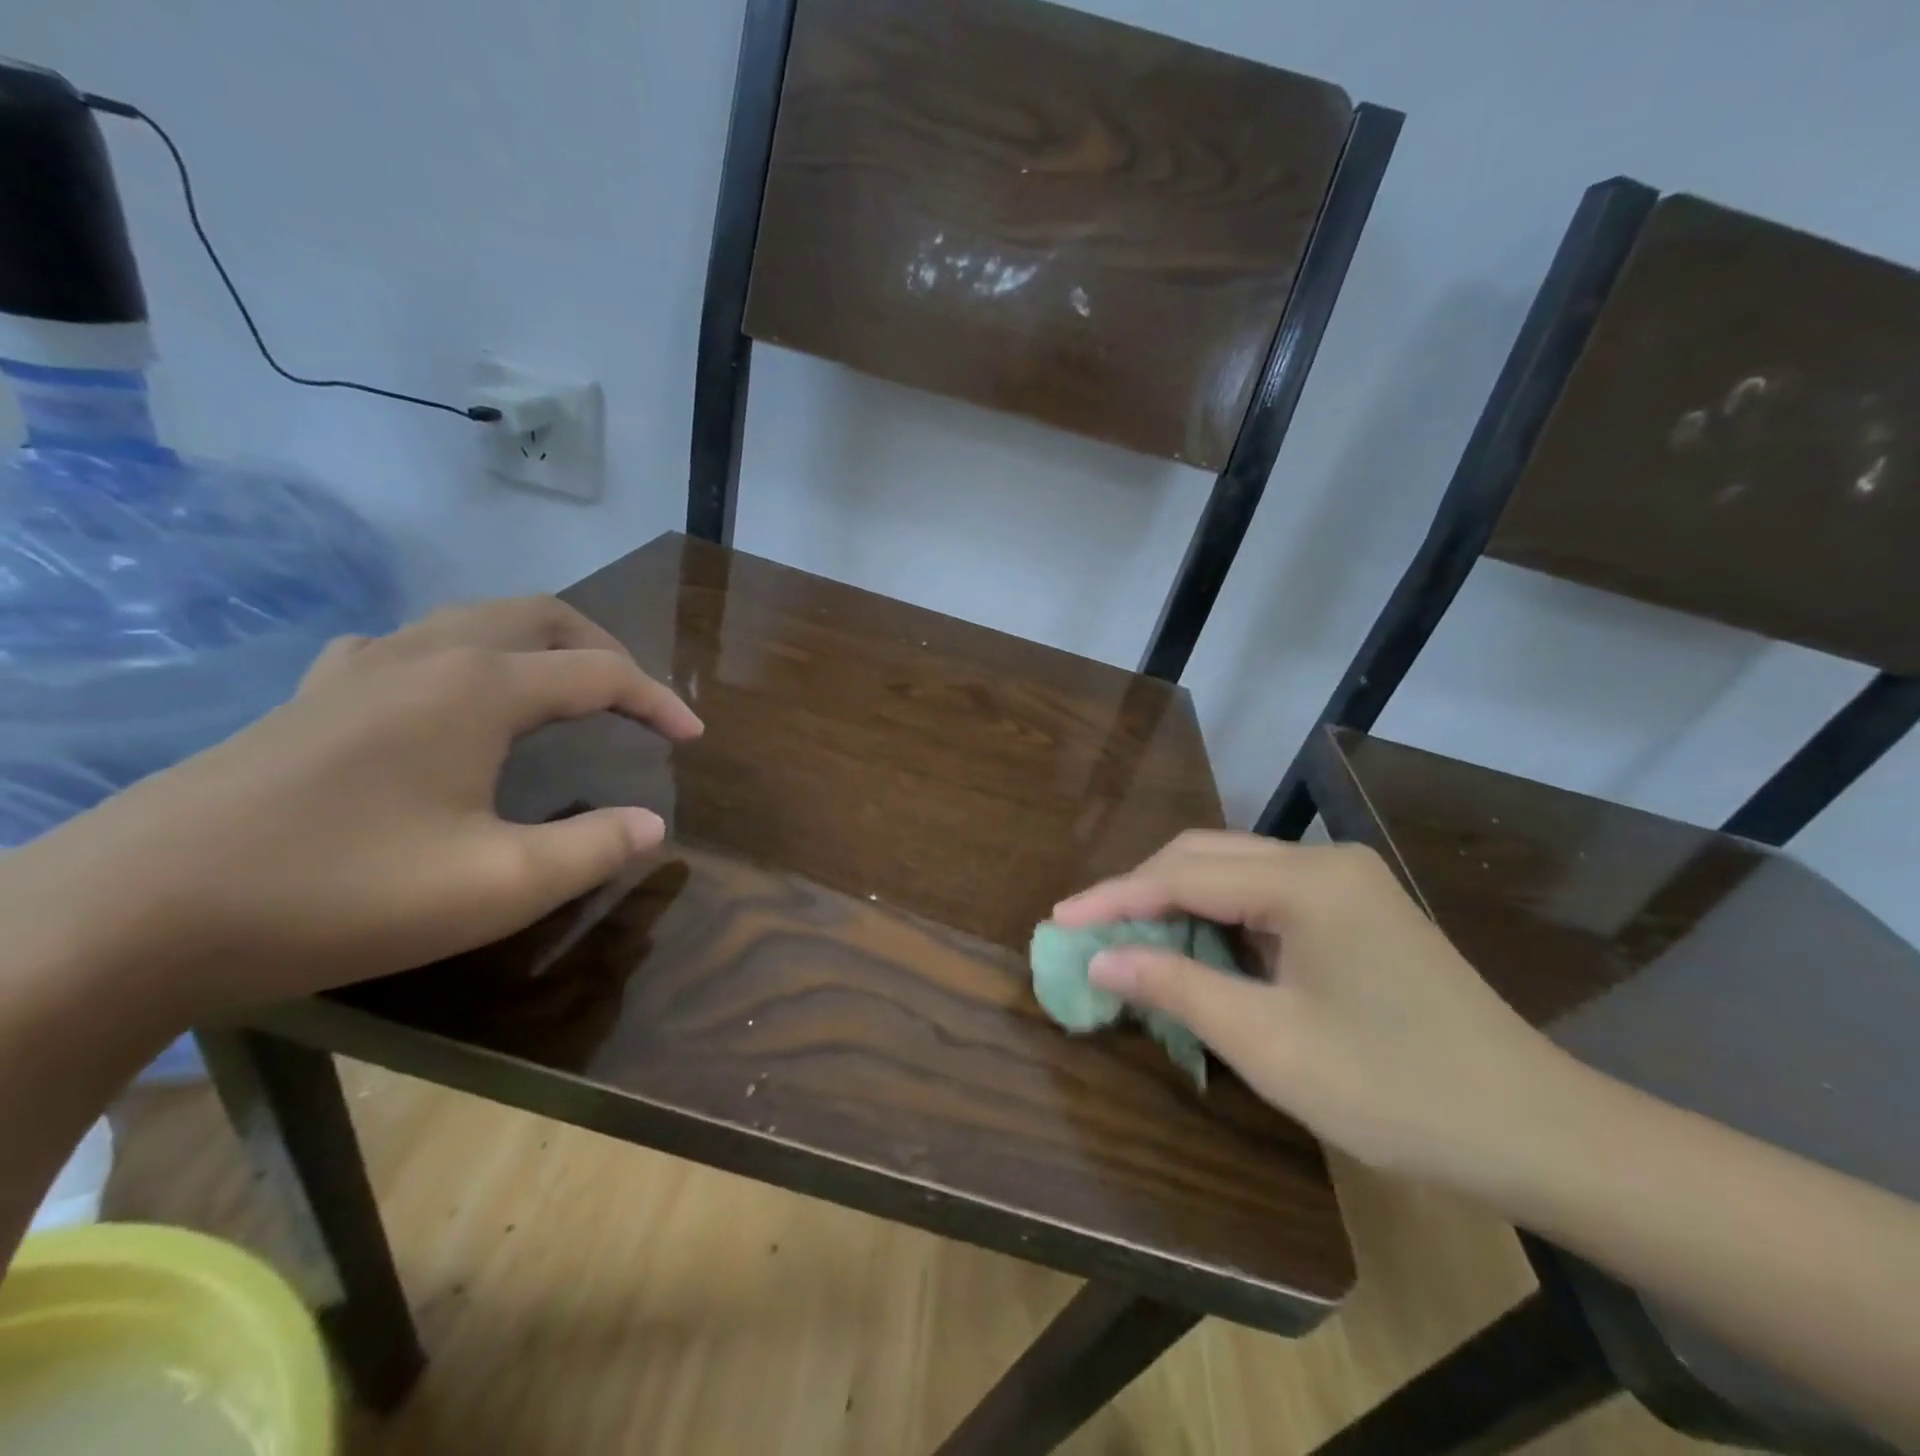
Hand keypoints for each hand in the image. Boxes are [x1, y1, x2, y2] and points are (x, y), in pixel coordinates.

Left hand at [5, 596, 700, 1020]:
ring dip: (540, 646)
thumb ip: (593, 849)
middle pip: (543, 618)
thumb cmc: (339, 893)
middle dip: (605, 651)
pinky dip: (469, 657)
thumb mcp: (497, 885)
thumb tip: (653, 825)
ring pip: (477, 621)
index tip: (693, 739)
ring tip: (565, 692)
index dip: (658, 702)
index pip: (600, 674)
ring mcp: (361, 668)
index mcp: (480, 688)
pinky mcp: (314, 695)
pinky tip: (454, 700)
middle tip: (636, 701)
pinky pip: (415, 646)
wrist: (129, 914)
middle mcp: (428, 655)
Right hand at [1053, 832, 1588, 1189]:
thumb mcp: (1269, 1044)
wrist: (1539, 1134)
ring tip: (1130, 941)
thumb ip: (1176, 987)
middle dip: (1141, 891)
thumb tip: (1100, 958)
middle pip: (1204, 857)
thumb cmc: (1396, 1092)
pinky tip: (1196, 950)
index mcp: (1306, 882)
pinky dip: (1218, 918)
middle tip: (1089, 932)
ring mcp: (1345, 881)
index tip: (1058, 920)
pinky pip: (1265, 896)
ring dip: (1177, 903)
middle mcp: (1323, 861)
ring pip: (1232, 872)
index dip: (1114, 898)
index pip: (1183, 875)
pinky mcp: (1356, 908)